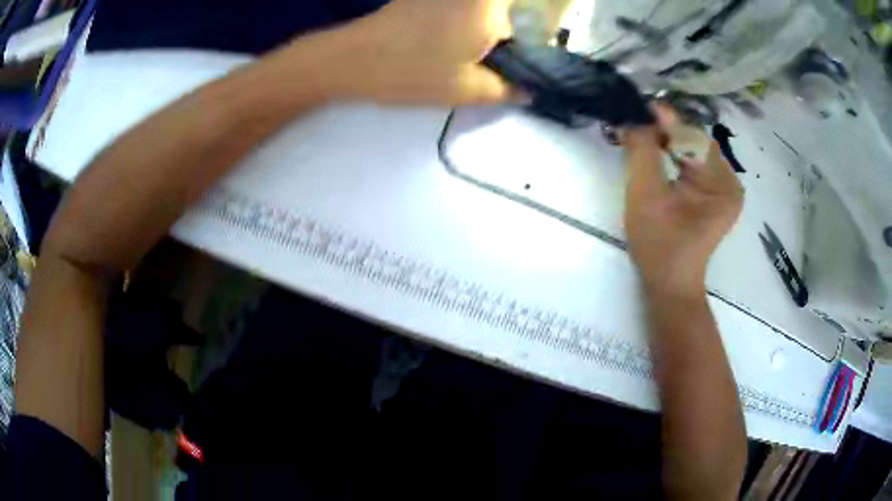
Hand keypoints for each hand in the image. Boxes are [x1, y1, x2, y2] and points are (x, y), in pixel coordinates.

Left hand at [326, 0, 513, 104]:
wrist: (352, 58)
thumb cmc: (412, 72)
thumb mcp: (467, 90)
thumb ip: (506, 90)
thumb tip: (529, 92)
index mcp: (490, 5)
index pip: (529, 20)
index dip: (524, 44)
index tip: (510, 62)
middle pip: (505, 11)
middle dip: (502, 33)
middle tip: (484, 57)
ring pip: (481, 10)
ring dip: (481, 28)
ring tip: (459, 49)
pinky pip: (459, 7)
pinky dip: (459, 20)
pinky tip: (442, 38)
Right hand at [623, 117, 743, 295]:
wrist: (670, 285)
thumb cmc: (659, 245)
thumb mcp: (645, 195)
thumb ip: (642, 151)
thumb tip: (636, 118)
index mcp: (722, 183)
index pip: (693, 137)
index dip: (665, 120)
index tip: (639, 106)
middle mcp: (730, 181)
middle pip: (694, 142)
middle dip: (665, 133)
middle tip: (636, 126)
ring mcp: (724, 189)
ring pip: (692, 151)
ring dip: (667, 143)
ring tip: (642, 139)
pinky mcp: (715, 195)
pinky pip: (693, 164)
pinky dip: (673, 157)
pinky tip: (656, 157)